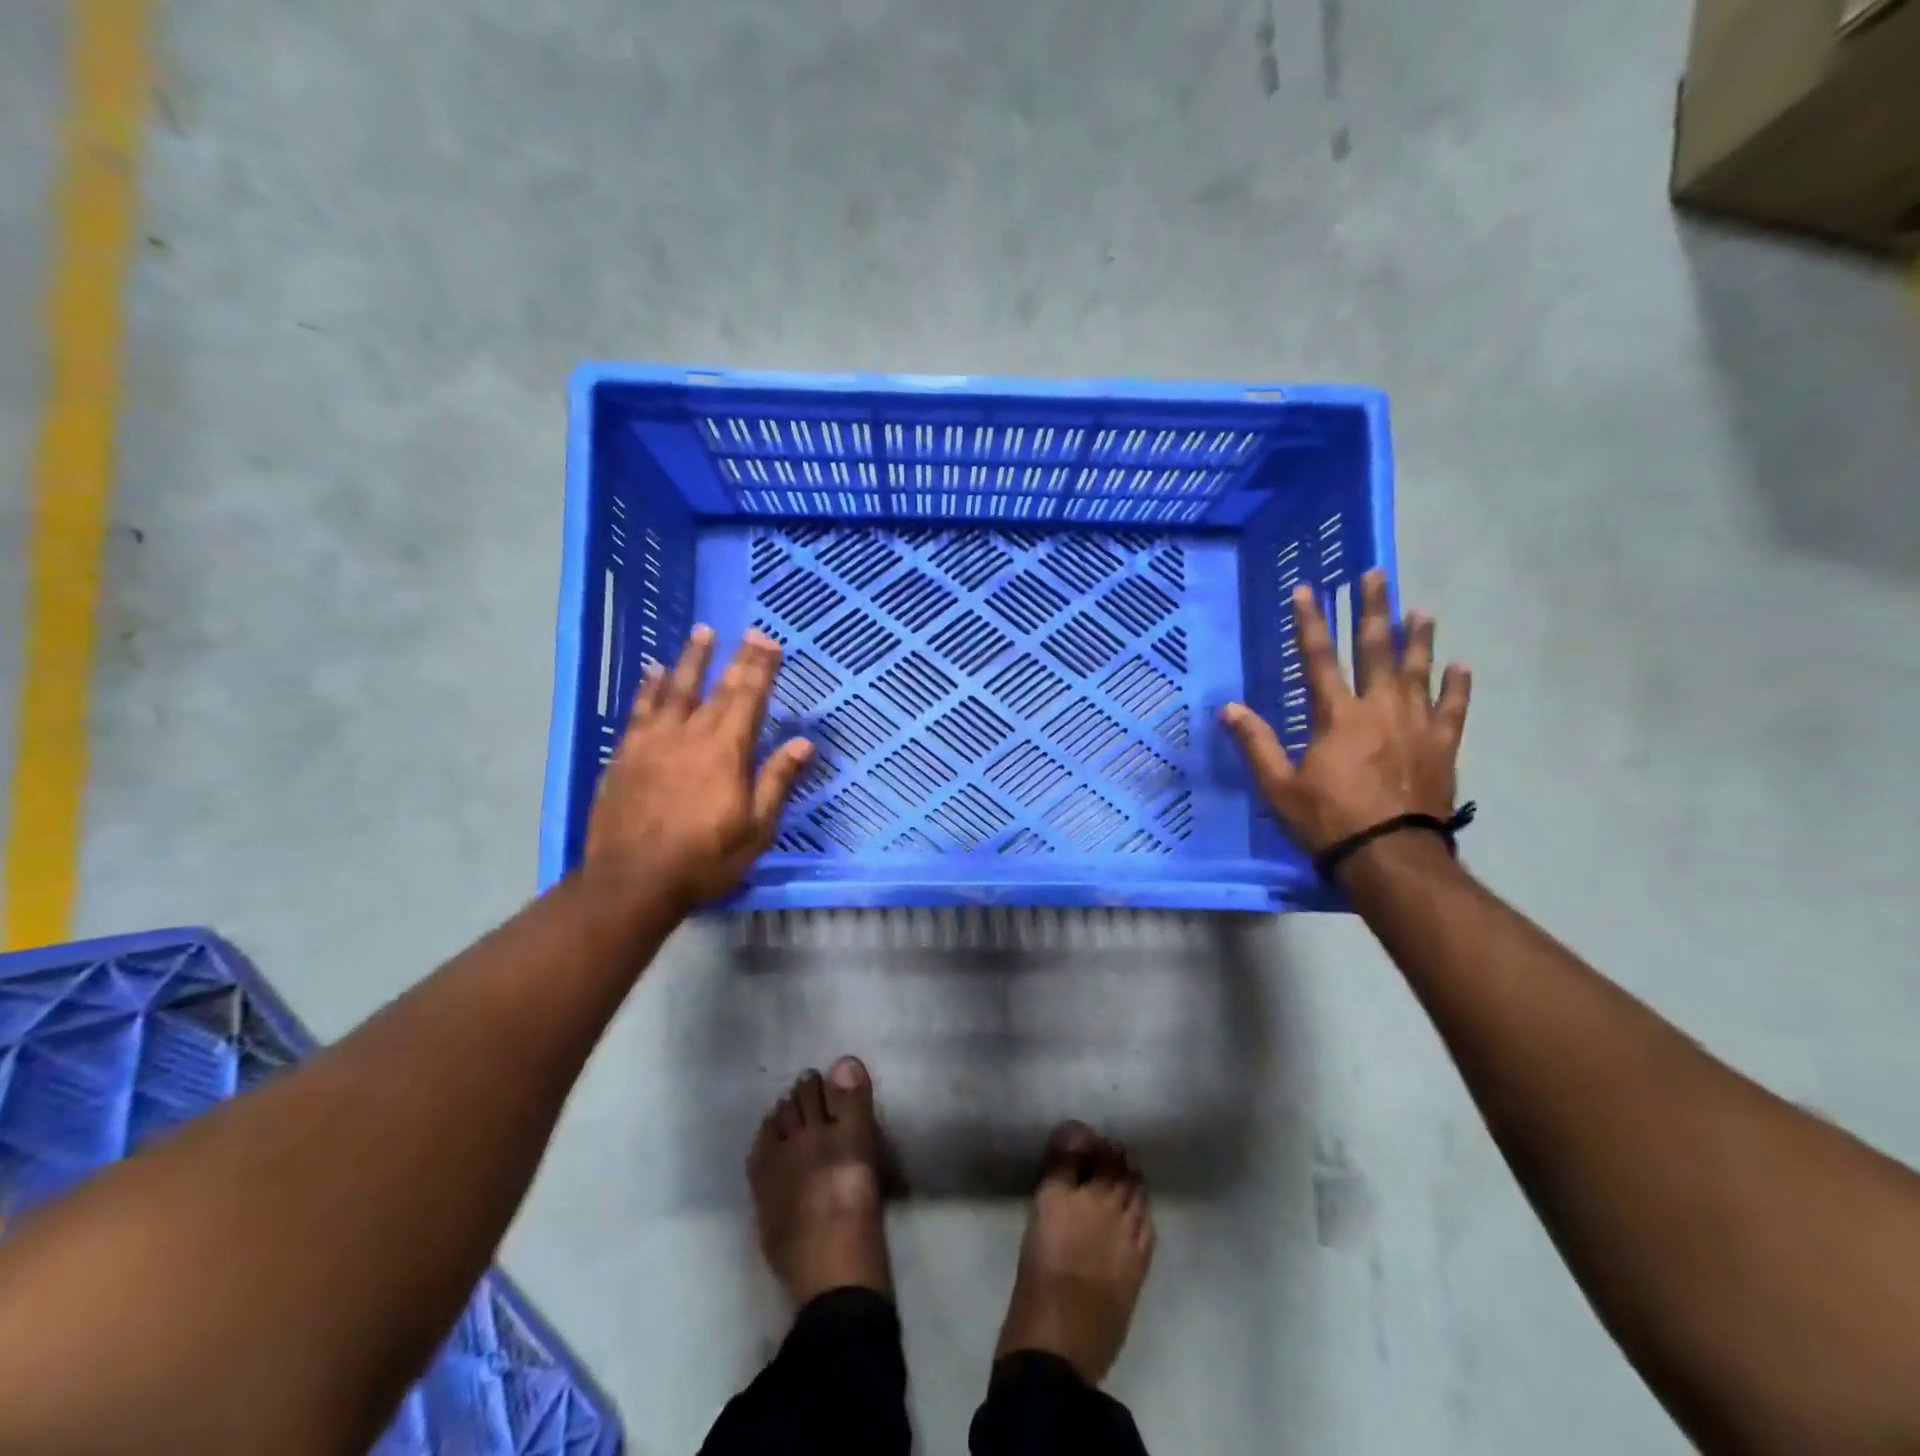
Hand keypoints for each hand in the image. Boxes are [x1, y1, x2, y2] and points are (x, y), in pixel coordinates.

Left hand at [585, 625, 813, 911]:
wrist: (632, 881)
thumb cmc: (704, 859)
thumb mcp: (756, 828)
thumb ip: (777, 780)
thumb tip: (804, 742)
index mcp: (726, 751)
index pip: (749, 699)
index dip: (761, 668)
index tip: (769, 641)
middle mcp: (690, 735)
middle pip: (717, 688)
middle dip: (736, 657)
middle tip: (748, 631)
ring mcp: (653, 742)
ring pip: (675, 689)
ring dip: (690, 660)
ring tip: (701, 632)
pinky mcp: (625, 754)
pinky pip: (639, 710)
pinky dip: (647, 688)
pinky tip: (651, 672)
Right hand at [1222, 569, 1469, 857]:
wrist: (1390, 856)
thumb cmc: (1328, 820)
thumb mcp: (1279, 786)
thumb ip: (1257, 743)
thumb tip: (1229, 708)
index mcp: (1337, 716)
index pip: (1319, 658)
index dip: (1311, 622)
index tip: (1308, 589)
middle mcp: (1380, 709)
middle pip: (1377, 649)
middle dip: (1373, 609)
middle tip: (1376, 575)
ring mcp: (1416, 725)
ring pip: (1419, 671)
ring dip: (1419, 638)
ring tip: (1421, 610)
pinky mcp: (1442, 746)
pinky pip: (1453, 709)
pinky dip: (1457, 687)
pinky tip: (1461, 666)